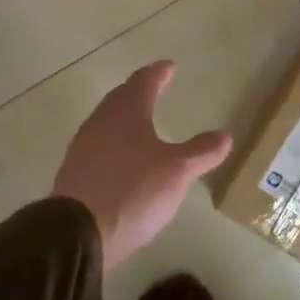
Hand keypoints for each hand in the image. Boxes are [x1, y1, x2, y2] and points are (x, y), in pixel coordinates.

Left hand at [52, 61, 232, 271]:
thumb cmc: (132, 190)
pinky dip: (113, 143)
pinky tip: (121, 158)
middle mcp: (100, 123)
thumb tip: (225, 136)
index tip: (168, 66)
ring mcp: (83, 149)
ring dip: (123, 117)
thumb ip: (201, 152)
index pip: (143, 83)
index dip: (157, 73)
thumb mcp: (176, 171)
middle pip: (120, 99)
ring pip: (106, 122)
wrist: (77, 233)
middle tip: (152, 87)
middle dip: (137, 91)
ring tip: (139, 121)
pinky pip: (98, 147)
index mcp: (126, 113)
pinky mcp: (75, 174)